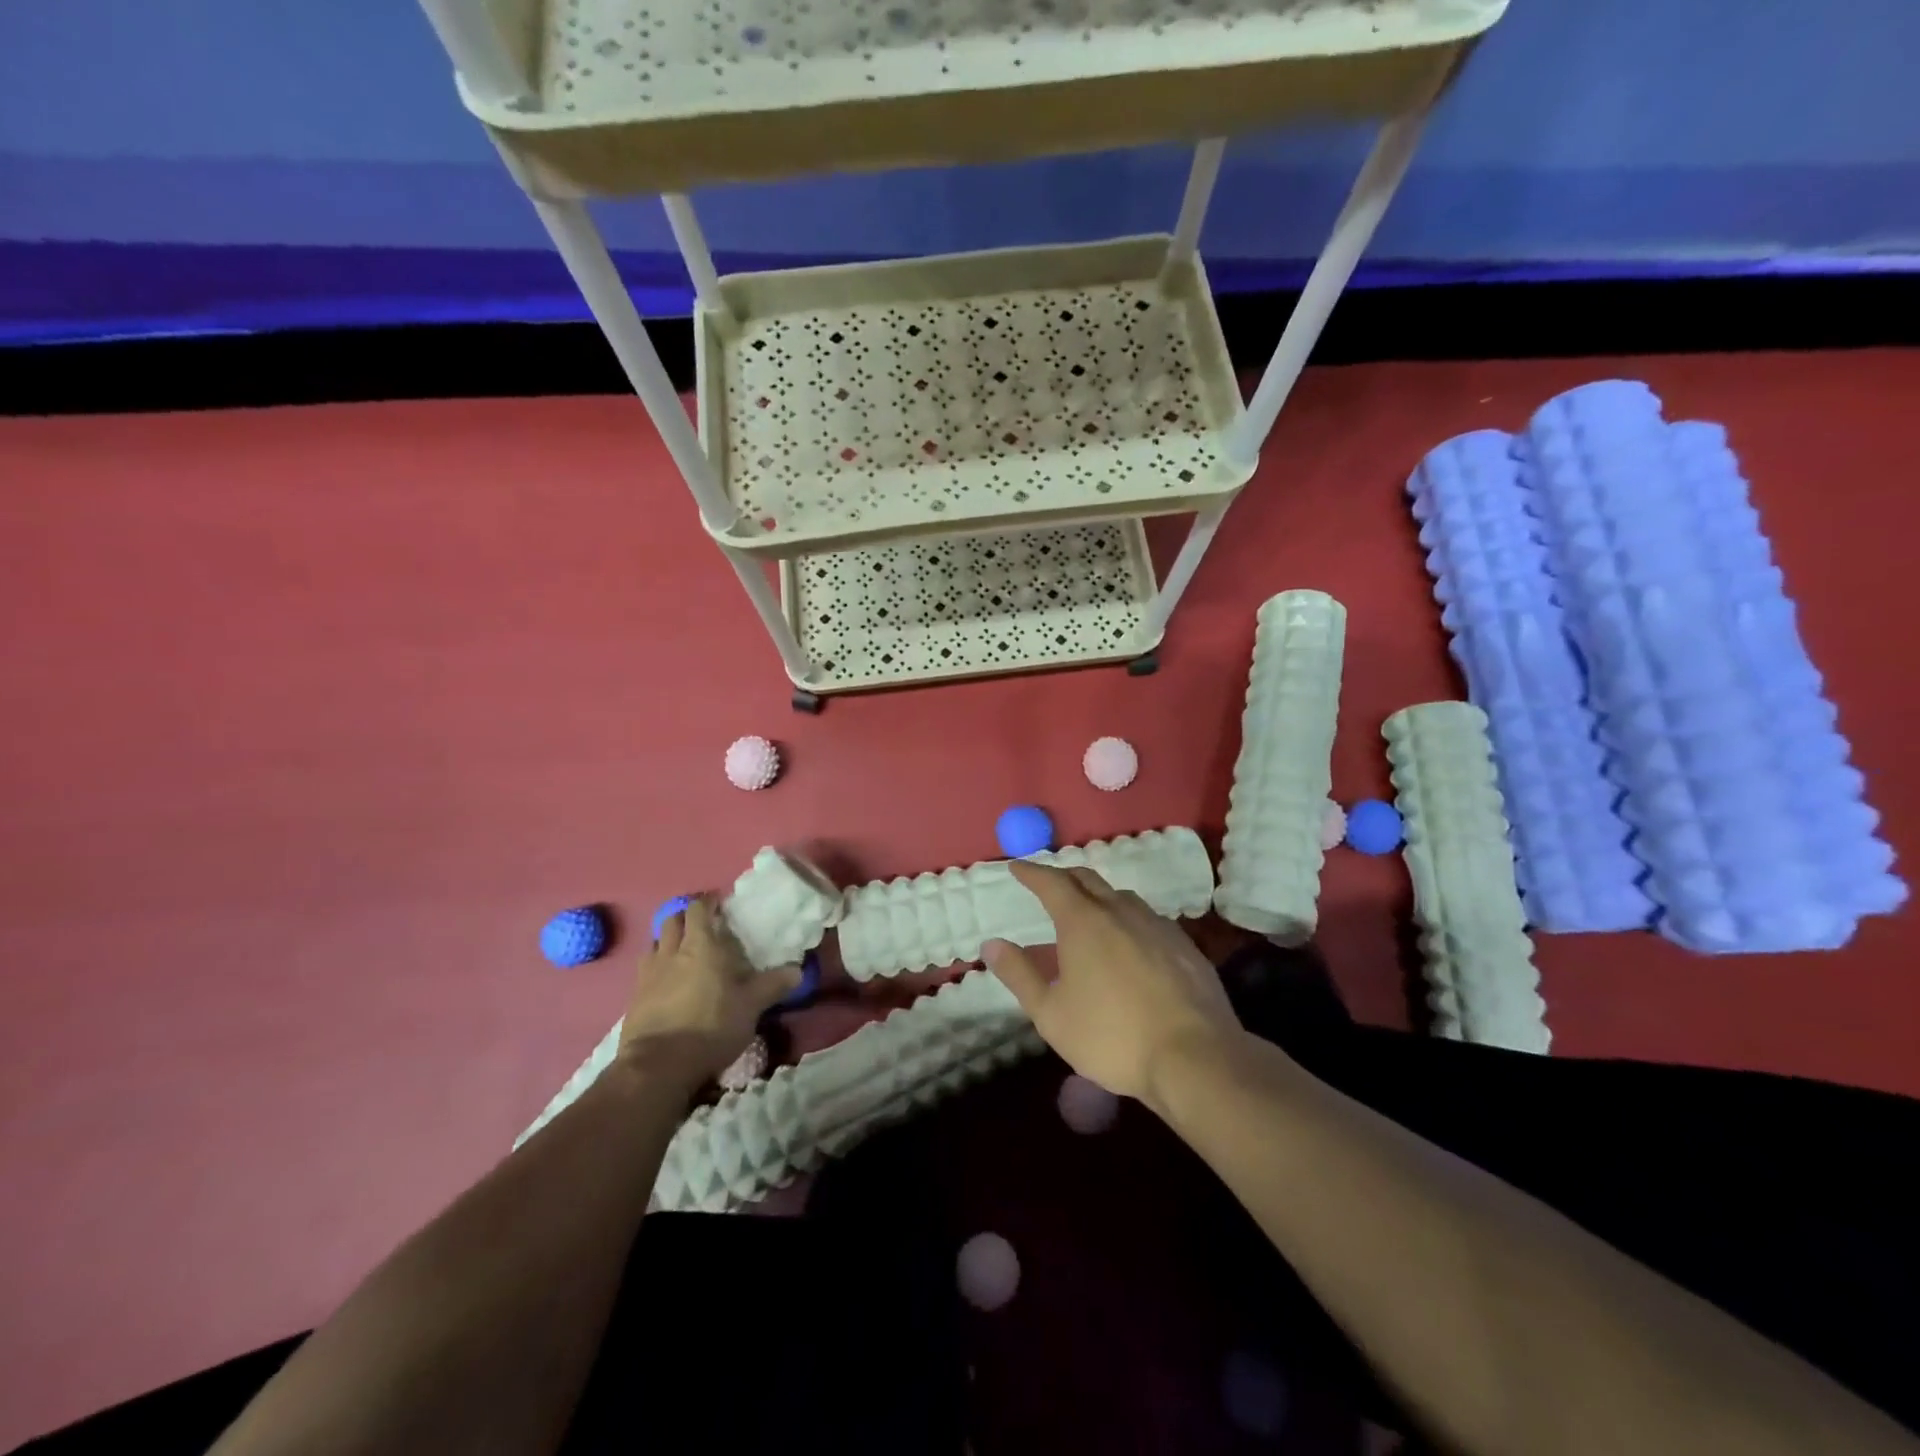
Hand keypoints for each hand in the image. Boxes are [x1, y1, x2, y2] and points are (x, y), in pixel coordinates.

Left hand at [617, 896, 799, 1095]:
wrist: (658, 1066)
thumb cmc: (711, 1026)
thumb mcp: (750, 1007)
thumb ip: (772, 985)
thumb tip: (797, 970)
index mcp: (701, 945)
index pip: (699, 909)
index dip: (708, 903)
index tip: (719, 906)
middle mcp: (671, 951)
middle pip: (672, 920)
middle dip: (686, 918)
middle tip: (702, 927)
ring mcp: (648, 974)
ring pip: (655, 943)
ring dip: (668, 941)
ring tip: (682, 952)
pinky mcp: (633, 997)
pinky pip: (645, 970)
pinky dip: (656, 968)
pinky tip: (666, 982)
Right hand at [981, 861, 1241, 1106]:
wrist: (1194, 1056)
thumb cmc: (1112, 1035)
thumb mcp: (1051, 1014)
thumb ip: (1019, 975)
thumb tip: (991, 944)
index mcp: (1083, 921)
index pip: (1051, 882)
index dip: (1031, 872)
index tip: (1016, 867)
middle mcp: (1120, 911)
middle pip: (1087, 879)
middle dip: (1063, 877)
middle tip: (1048, 884)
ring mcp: (1156, 924)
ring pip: (1120, 897)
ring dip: (1098, 896)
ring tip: (1088, 914)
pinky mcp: (1184, 944)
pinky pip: (1147, 918)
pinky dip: (1127, 919)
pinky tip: (1129, 943)